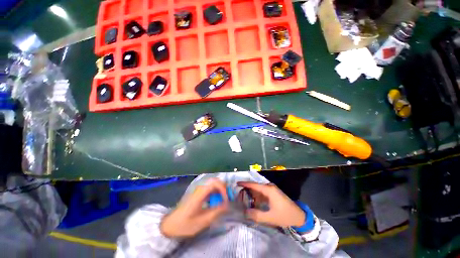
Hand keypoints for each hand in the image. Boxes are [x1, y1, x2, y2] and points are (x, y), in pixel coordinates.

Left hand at [160, 179, 227, 237]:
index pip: (215, 183)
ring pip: (212, 183)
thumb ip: (216, 212)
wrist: (170, 225)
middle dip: (223, 188)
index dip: (223, 189)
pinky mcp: (198, 193)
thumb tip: (227, 205)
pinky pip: (209, 188)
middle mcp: (200, 188)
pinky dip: (216, 192)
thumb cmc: (185, 224)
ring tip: (224, 199)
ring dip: (220, 189)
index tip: (226, 200)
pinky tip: (216, 200)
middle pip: (215, 181)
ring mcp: (198, 189)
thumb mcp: (202, 221)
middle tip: (227, 198)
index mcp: (200, 193)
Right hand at [237, 182, 304, 227]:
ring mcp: (271, 190)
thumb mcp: (270, 217)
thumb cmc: (285, 215)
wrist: (299, 216)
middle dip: (247, 190)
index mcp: (268, 190)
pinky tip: (253, 203)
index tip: (236, 183)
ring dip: (251, 195)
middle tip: (238, 195)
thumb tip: (245, 212)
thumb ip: (256, 215)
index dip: (245, 184)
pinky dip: (257, 198)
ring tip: (243, 200)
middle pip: (255, 187)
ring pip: (258, 190)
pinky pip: (262, 194)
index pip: (254, 185)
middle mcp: (269, 187)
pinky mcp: (273, 194)